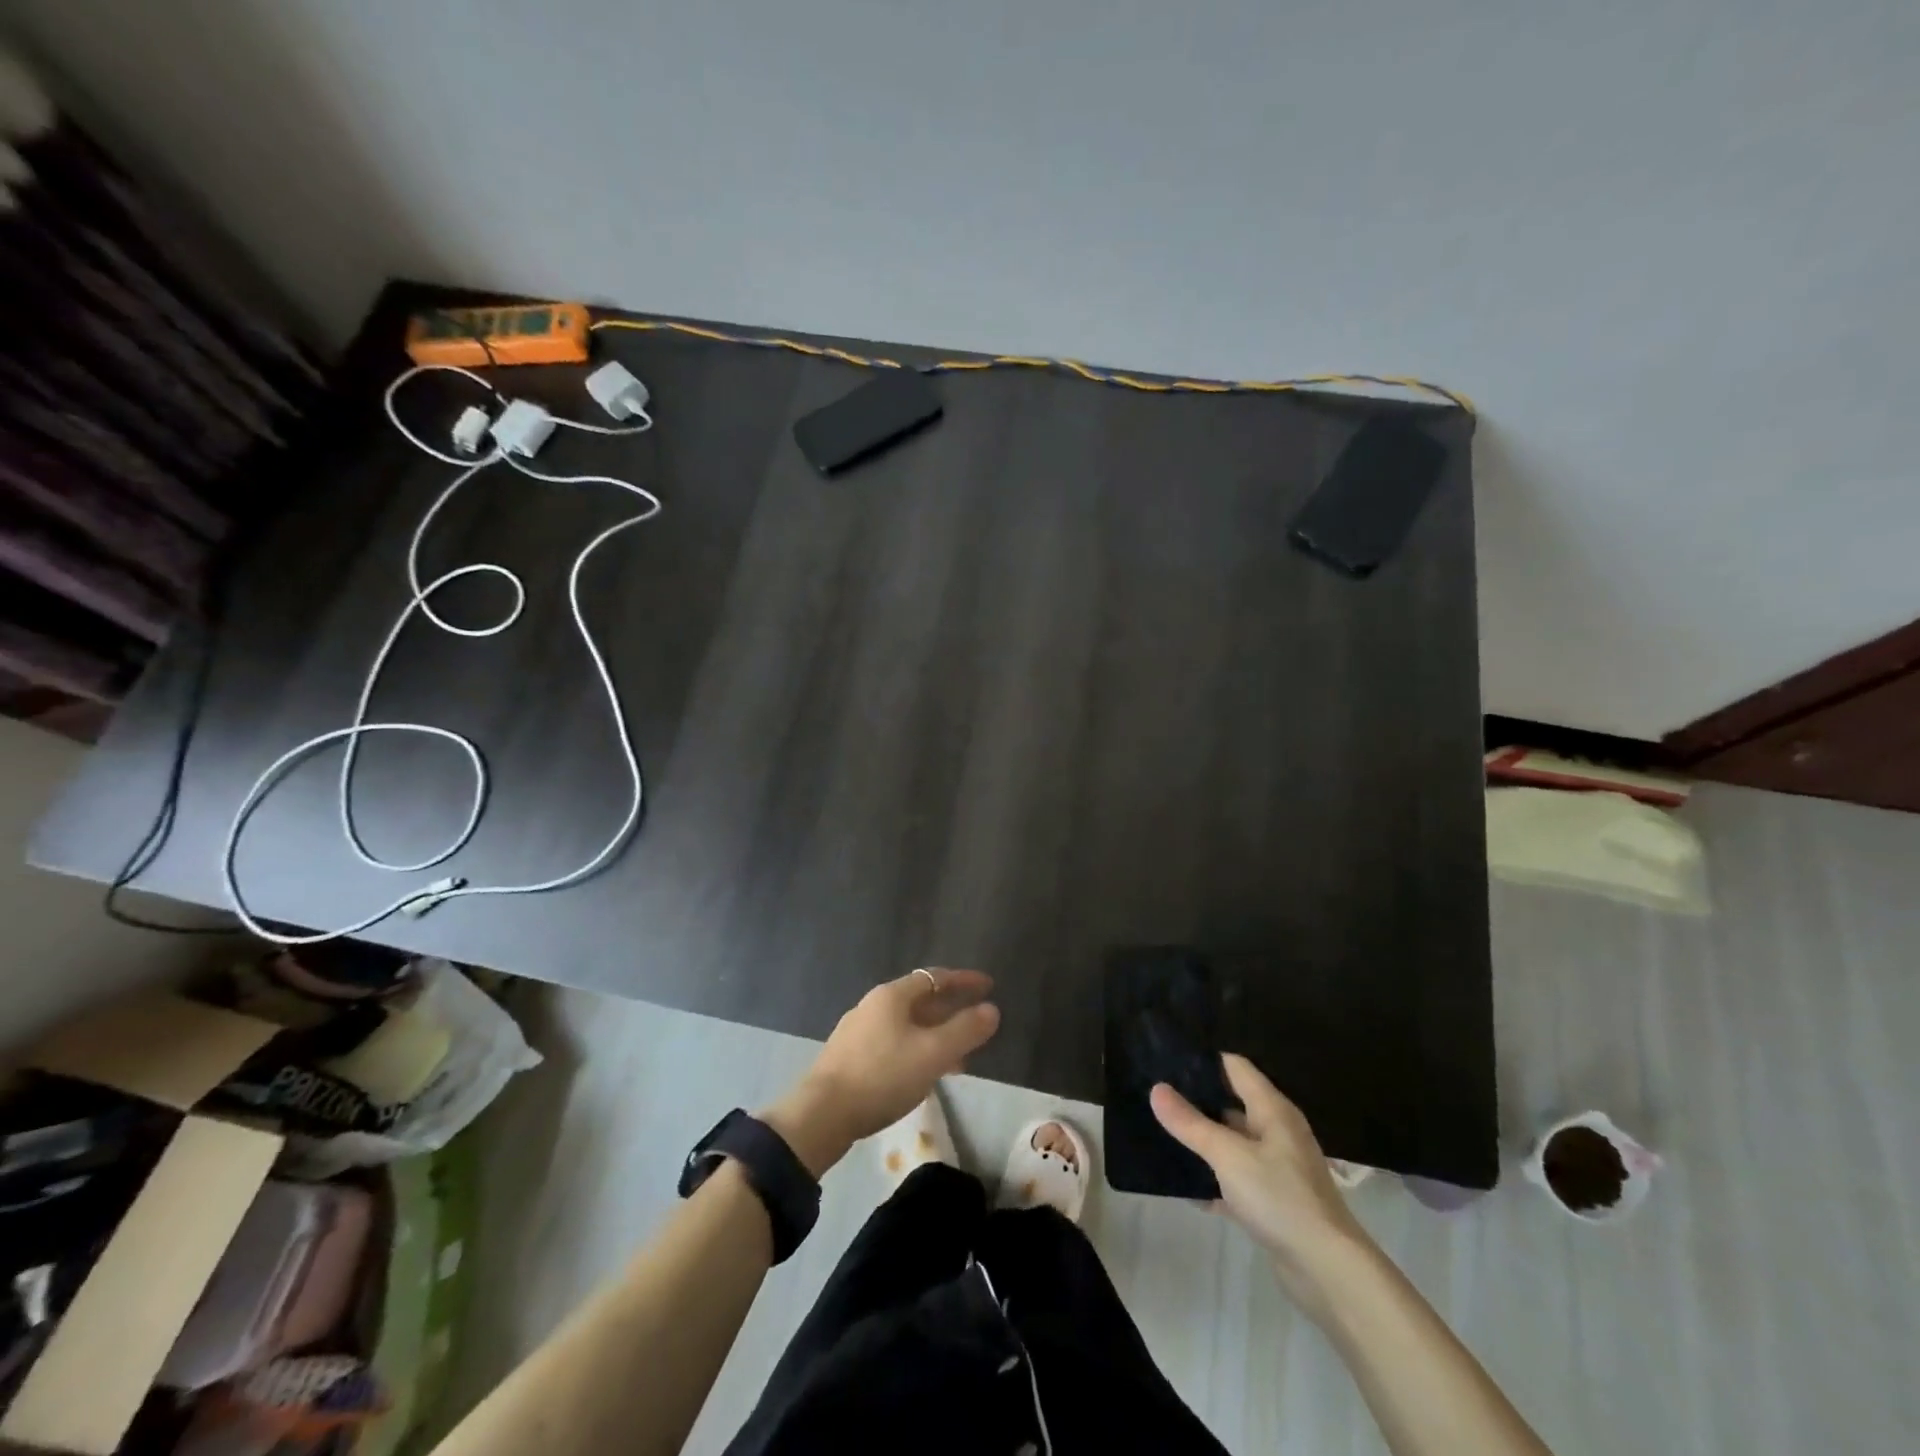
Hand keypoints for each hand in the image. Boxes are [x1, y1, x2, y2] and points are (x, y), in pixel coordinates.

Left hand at [764, 969, 999, 1176]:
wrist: (821, 1114)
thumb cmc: (882, 1076)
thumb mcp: (932, 1054)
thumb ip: (965, 1030)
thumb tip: (992, 1010)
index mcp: (892, 995)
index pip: (935, 977)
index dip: (964, 981)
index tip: (989, 986)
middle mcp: (874, 1005)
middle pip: (920, 999)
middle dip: (951, 1009)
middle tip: (978, 1022)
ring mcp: (858, 1031)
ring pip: (908, 1024)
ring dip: (936, 1034)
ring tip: (960, 1055)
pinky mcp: (850, 1057)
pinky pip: (894, 1043)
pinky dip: (917, 1049)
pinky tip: (925, 1073)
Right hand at [1151, 1054, 1371, 1311]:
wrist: (1328, 1271)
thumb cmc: (1279, 1197)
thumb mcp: (1227, 1155)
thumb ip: (1190, 1123)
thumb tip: (1156, 1088)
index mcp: (1272, 1110)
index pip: (1234, 1067)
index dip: (1203, 1060)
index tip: (1166, 1057)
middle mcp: (1277, 1132)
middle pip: (1232, 1103)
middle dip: (1197, 1099)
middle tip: (1156, 1094)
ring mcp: (1277, 1168)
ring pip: (1232, 1142)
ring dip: (1203, 1140)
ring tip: (1162, 1132)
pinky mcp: (1273, 1201)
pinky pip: (1236, 1179)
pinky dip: (1214, 1179)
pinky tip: (1185, 1185)